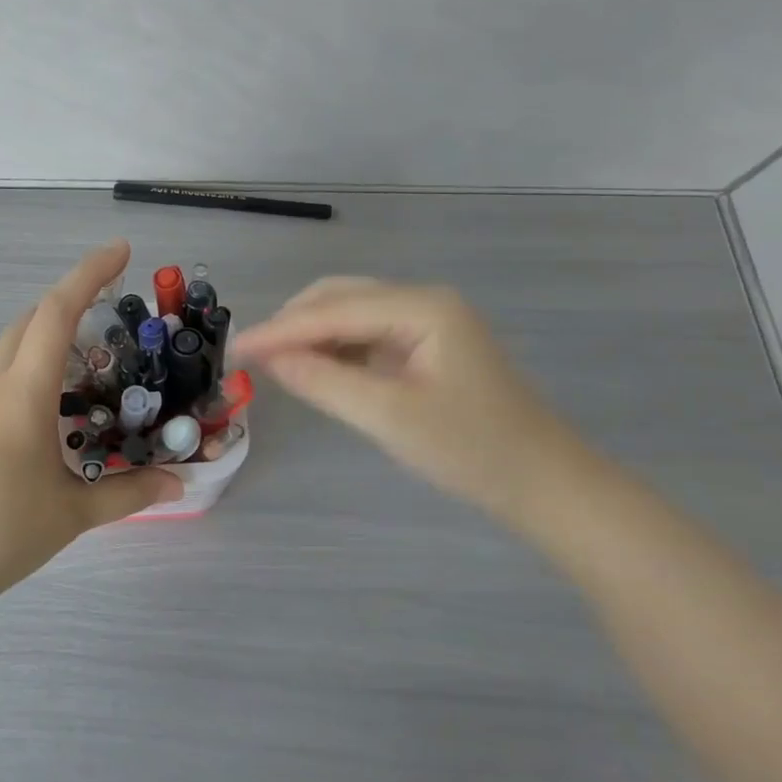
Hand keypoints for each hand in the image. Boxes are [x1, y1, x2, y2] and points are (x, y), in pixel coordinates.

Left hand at [0, 240, 183, 602]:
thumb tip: (178, 483)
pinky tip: (52, 412)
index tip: (120, 250)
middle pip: (30, 319)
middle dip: (70, 301)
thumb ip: (127, 493)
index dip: (89, 273)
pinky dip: (31, 371)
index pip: (57, 312)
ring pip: (12, 348)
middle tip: (111, 310)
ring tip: (91, 368)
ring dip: (49, 339)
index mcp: (22, 392)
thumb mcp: (70, 513)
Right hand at [235, 278, 588, 522]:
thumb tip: (269, 358)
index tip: (235, 347)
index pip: (333, 309)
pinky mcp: (427, 344)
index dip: (280, 329)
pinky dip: (334, 346)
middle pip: (340, 297)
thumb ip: (325, 382)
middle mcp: (424, 300)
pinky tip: (314, 365)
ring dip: (311, 333)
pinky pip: (367, 333)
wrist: (546, 484)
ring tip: (273, 361)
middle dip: (293, 322)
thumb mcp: (389, 417)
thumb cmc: (472, 449)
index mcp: (422, 307)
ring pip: (351, 312)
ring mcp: (428, 321)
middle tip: (251, 355)